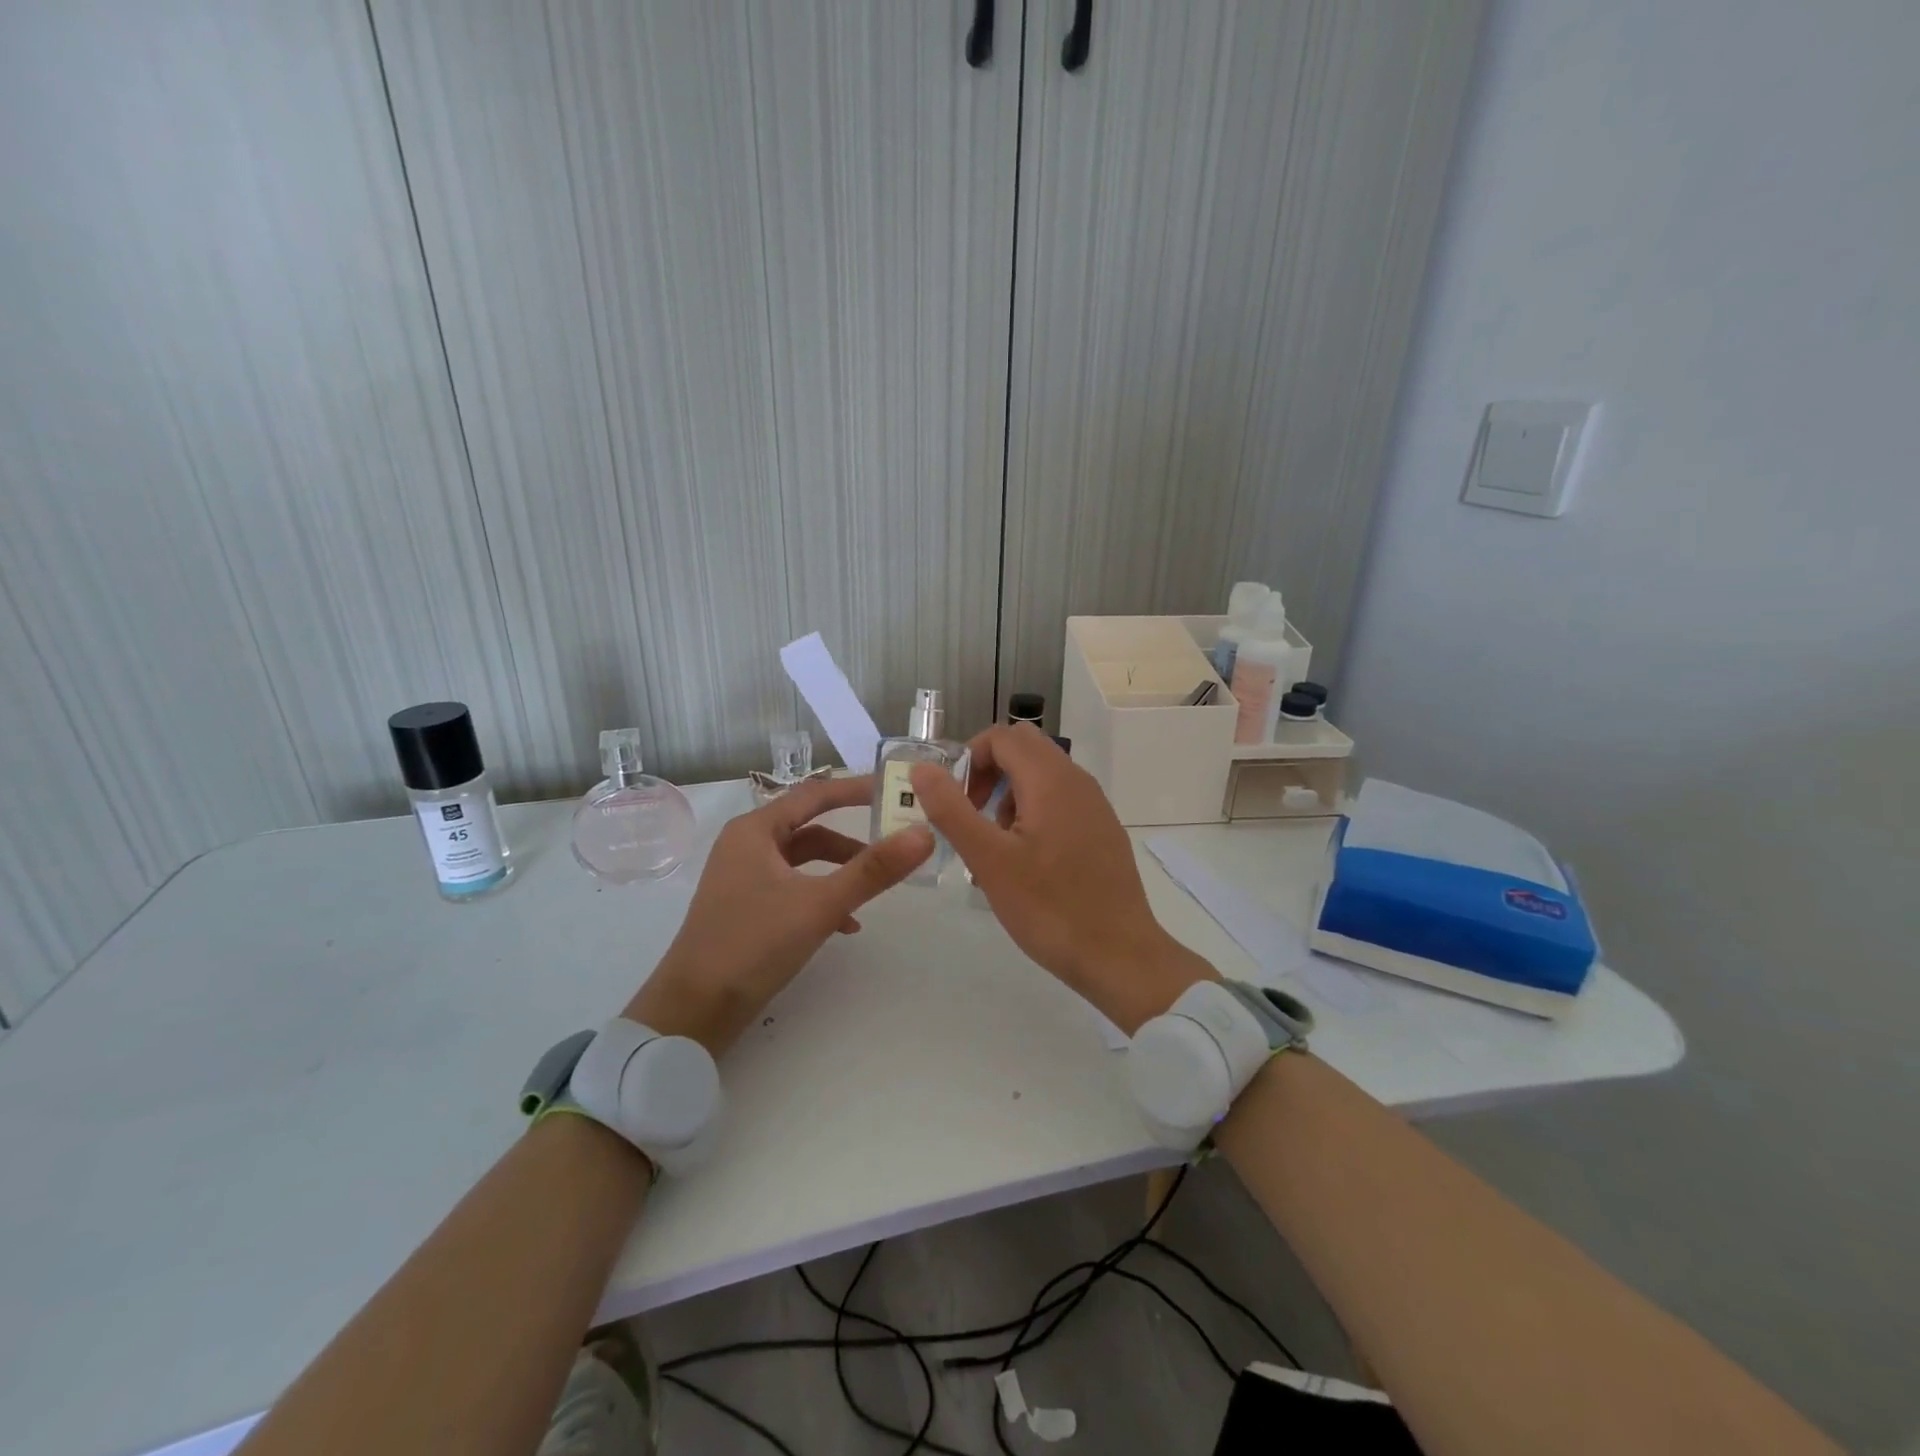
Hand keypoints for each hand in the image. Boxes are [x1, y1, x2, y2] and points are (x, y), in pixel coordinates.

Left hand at [625, 775, 933, 1054]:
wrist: (694, 1010)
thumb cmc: (753, 943)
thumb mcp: (820, 904)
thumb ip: (872, 870)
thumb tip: (924, 833)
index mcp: (755, 830)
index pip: (814, 794)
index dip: (854, 789)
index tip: (893, 789)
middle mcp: (746, 846)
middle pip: (810, 828)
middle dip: (852, 839)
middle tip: (893, 840)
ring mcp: (743, 879)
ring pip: (803, 862)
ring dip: (839, 872)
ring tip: (873, 889)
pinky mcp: (745, 909)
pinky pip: (792, 888)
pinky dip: (820, 897)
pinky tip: (846, 926)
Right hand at [908, 724, 1214, 1033]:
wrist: (1119, 955)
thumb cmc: (1050, 907)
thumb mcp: (990, 860)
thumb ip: (952, 810)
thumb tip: (922, 769)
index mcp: (1051, 779)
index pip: (1001, 737)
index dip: (969, 759)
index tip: (954, 801)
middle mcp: (1077, 781)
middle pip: (1024, 749)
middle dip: (988, 773)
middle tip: (971, 817)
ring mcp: (1094, 805)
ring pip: (1042, 775)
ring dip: (1009, 795)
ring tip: (995, 847)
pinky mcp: (1102, 830)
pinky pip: (1060, 801)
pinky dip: (1034, 813)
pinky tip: (1026, 862)